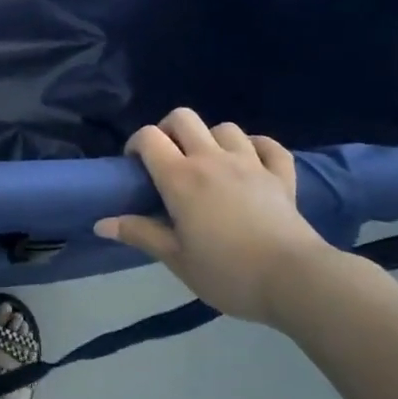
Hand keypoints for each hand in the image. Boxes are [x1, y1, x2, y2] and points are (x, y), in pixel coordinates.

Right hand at [95, 109, 336, 325]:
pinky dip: (257, 147)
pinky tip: (251, 161)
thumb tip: (101, 223)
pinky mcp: (281, 176)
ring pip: (224, 127)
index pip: (148, 137)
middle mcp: (211, 159)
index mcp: (181, 177)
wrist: (296, 281)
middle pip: (183, 117)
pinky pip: (269, 146)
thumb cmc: (228, 272)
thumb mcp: (176, 259)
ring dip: (211, 138)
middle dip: (168, 130)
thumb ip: (140, 234)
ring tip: (208, 163)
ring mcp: (250, 163)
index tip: (136, 168)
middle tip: (168, 159)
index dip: (136, 145)